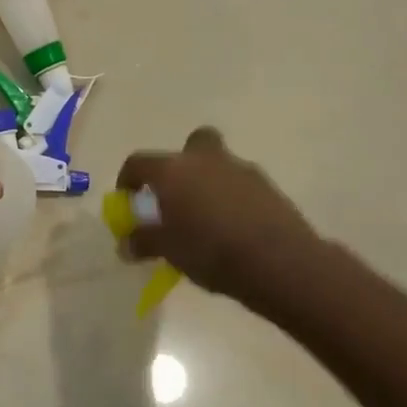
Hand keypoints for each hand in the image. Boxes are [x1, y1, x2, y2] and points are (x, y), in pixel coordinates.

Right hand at [116, 127, 323, 309]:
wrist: (279, 262)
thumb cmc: (211, 252)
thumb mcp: (169, 251)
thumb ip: (144, 242)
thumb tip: (126, 244)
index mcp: (173, 171)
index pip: (139, 162)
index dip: (128, 179)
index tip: (128, 198)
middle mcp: (205, 160)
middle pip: (192, 144)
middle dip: (183, 162)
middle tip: (177, 193)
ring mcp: (241, 170)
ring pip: (219, 165)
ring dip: (210, 183)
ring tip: (207, 220)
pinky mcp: (268, 187)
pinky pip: (241, 185)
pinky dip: (233, 199)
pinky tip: (233, 228)